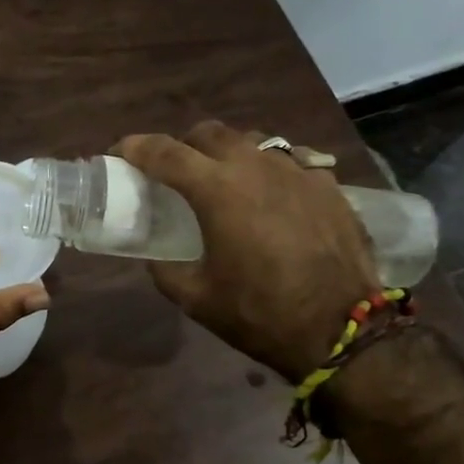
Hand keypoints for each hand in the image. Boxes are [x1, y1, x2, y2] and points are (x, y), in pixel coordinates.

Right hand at [113, 120, 376, 379]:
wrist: (343, 330)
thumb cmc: (260, 314)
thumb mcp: (196, 299)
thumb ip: (166, 270)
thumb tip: (157, 257)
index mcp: (217, 190)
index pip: (165, 152)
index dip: (136, 147)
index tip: (120, 152)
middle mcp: (255, 166)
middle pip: (208, 133)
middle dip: (183, 145)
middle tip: (174, 171)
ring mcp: (296, 171)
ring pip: (251, 141)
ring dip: (227, 153)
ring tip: (223, 180)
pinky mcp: (327, 184)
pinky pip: (289, 161)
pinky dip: (267, 170)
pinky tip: (269, 195)